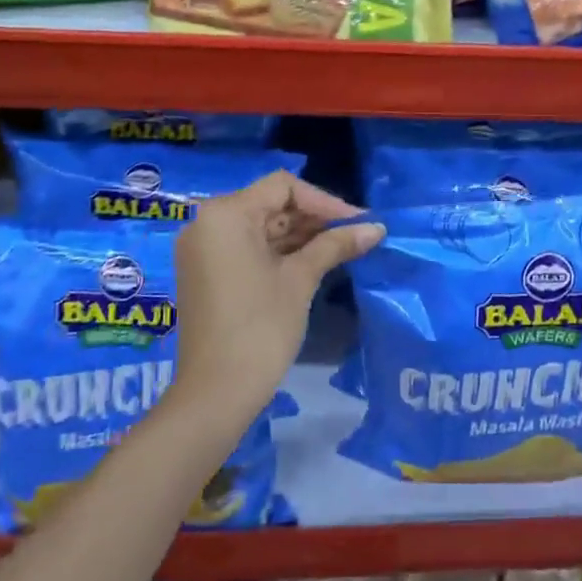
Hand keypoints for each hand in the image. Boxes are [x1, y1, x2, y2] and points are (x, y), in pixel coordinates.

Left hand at [172, 172, 383, 422]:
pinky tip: (314, 261)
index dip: (324, 201)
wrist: (216, 393)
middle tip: (355, 235)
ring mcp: (204, 249)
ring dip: (300, 235)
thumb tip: (377, 227)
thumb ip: (336, 245)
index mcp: (225, 214)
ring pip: (260, 227)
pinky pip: (247, 248)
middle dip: (314, 219)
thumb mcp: (301, 279)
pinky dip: (279, 252)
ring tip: (342, 248)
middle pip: (270, 204)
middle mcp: (207, 223)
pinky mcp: (206, 273)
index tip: (358, 222)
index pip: (282, 187)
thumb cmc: (260, 327)